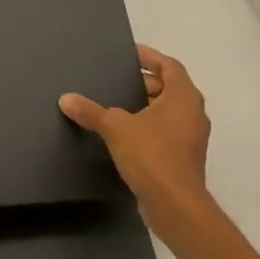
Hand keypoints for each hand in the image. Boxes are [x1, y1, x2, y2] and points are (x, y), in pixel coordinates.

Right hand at [59, 44, 211, 216]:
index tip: (129, 53)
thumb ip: (91, 111)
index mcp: (183, 98)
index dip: (150, 57)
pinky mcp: (184, 158)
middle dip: (145, 82)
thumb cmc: (151, 155)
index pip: (170, 66)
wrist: (175, 204)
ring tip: (118, 104)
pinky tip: (124, 134)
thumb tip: (66, 99)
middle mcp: (193, 114)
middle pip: (170, 88)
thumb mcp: (115, 127)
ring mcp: (191, 138)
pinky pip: (166, 131)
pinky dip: (149, 126)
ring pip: (169, 112)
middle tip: (119, 80)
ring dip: (147, 105)